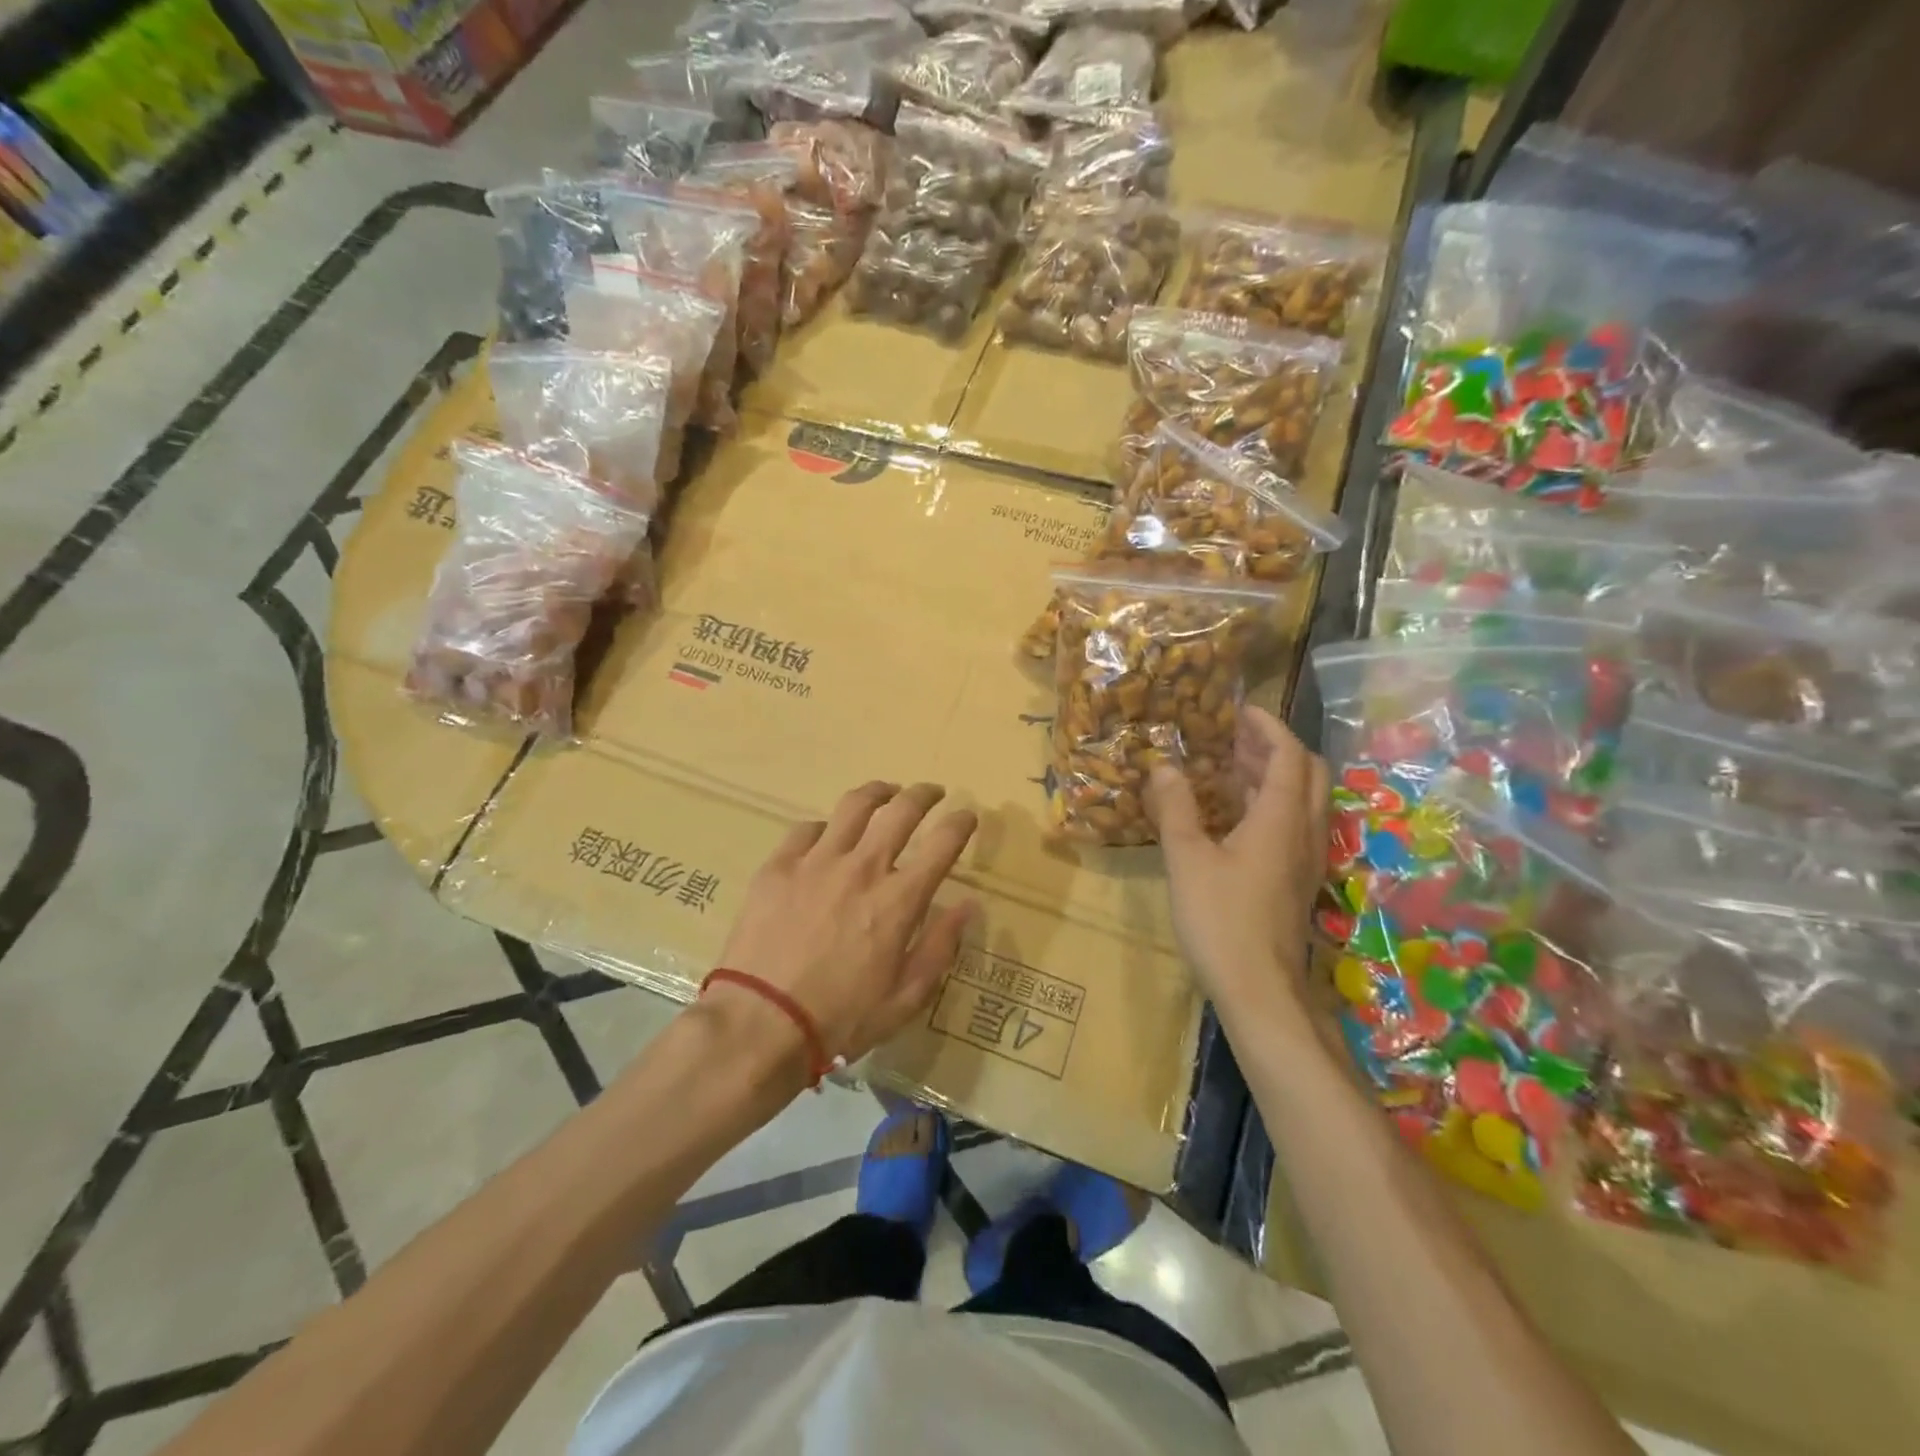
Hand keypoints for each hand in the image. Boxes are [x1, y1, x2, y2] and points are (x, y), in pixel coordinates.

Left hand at [714, 781, 979, 1066]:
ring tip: (885, 793)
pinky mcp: (779, 866)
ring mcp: (817, 861)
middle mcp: (863, 867)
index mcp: (899, 899)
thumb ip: (940, 947)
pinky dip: (825, 828)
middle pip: (902, 810)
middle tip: (932, 793)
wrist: (760, 1024)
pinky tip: (826, 836)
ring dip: (877, 793)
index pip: (943, 842)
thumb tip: (968, 906)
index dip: (962, 822)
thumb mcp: (905, 998)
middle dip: (924, 794)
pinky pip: (806, 829)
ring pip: (854, 806)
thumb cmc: (840, 1019)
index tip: (968, 816)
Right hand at [1146, 707, 1327, 1014]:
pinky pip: (1293, 825)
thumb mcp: (1187, 859)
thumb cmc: (1221, 920)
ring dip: (1273, 776)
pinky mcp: (1297, 881)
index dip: (1267, 727)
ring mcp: (1306, 859)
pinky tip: (1236, 816)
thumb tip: (1163, 766)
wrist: (1260, 990)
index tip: (1239, 711)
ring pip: (1303, 800)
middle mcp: (1303, 832)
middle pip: (1308, 773)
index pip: (1288, 755)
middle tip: (1235, 738)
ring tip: (1231, 767)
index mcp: (1281, 819)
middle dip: (1275, 748)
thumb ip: (1176, 808)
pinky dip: (1270, 804)